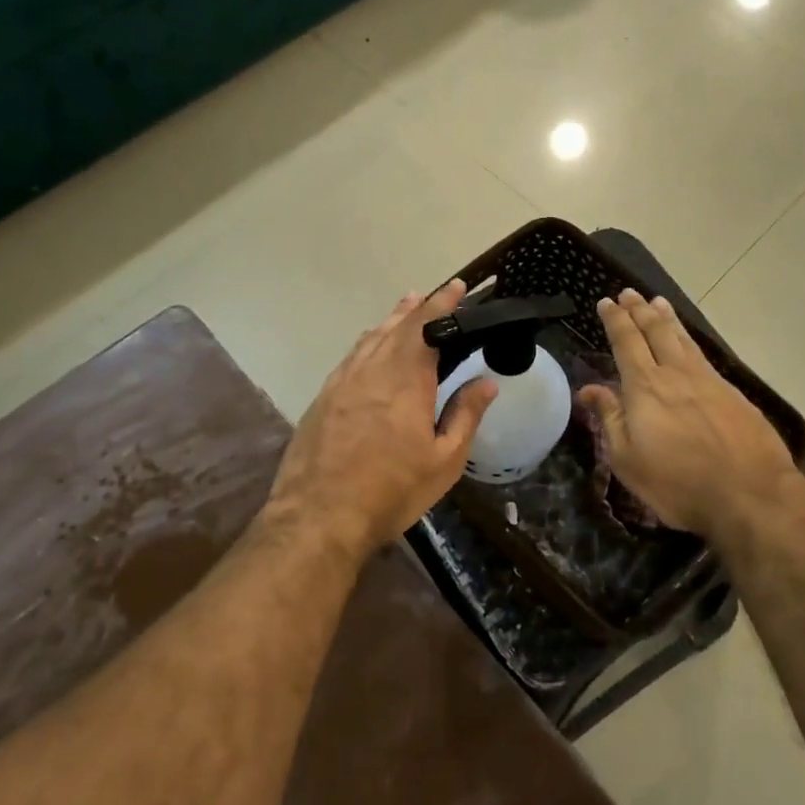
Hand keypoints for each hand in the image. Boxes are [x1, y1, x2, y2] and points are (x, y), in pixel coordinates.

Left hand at [267, 280, 497, 563]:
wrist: (318, 516)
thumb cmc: (391, 491)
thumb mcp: (444, 461)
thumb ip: (465, 416)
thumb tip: (487, 383)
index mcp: (407, 380)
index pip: (428, 327)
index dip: (443, 304)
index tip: (457, 287)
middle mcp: (372, 370)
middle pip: (397, 327)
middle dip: (419, 307)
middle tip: (436, 294)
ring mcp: (342, 382)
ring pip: (371, 339)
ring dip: (392, 321)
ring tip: (406, 308)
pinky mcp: (323, 398)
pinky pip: (351, 357)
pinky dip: (368, 343)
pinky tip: (371, 347)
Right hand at [578, 289, 804, 540]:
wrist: (751, 495)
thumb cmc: (679, 484)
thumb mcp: (628, 460)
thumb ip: (609, 419)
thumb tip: (588, 388)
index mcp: (645, 387)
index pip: (626, 342)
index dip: (615, 320)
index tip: (607, 302)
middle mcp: (676, 374)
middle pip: (655, 331)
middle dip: (639, 310)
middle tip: (629, 293)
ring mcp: (708, 381)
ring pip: (683, 338)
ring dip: (667, 317)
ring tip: (657, 302)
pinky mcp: (733, 393)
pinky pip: (703, 354)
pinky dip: (689, 338)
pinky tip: (689, 341)